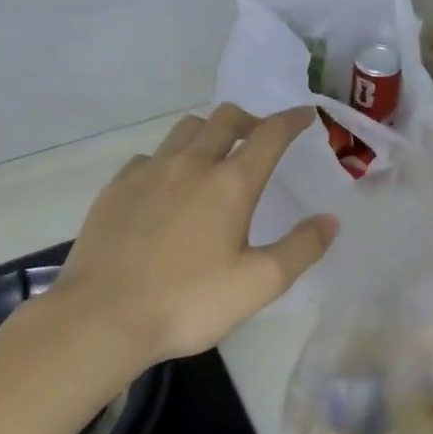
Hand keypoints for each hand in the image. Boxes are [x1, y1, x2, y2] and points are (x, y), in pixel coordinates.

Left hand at [50, 105, 338, 366]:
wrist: (101, 318)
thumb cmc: (188, 302)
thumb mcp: (259, 284)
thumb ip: (301, 248)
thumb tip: (331, 220)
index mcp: (230, 184)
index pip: (270, 135)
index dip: (292, 120)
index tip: (305, 115)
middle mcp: (191, 164)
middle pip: (225, 118)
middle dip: (251, 120)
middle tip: (261, 137)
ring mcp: (148, 172)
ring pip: (185, 129)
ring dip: (209, 131)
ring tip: (216, 154)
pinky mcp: (116, 188)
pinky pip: (150, 155)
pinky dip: (170, 158)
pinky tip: (167, 184)